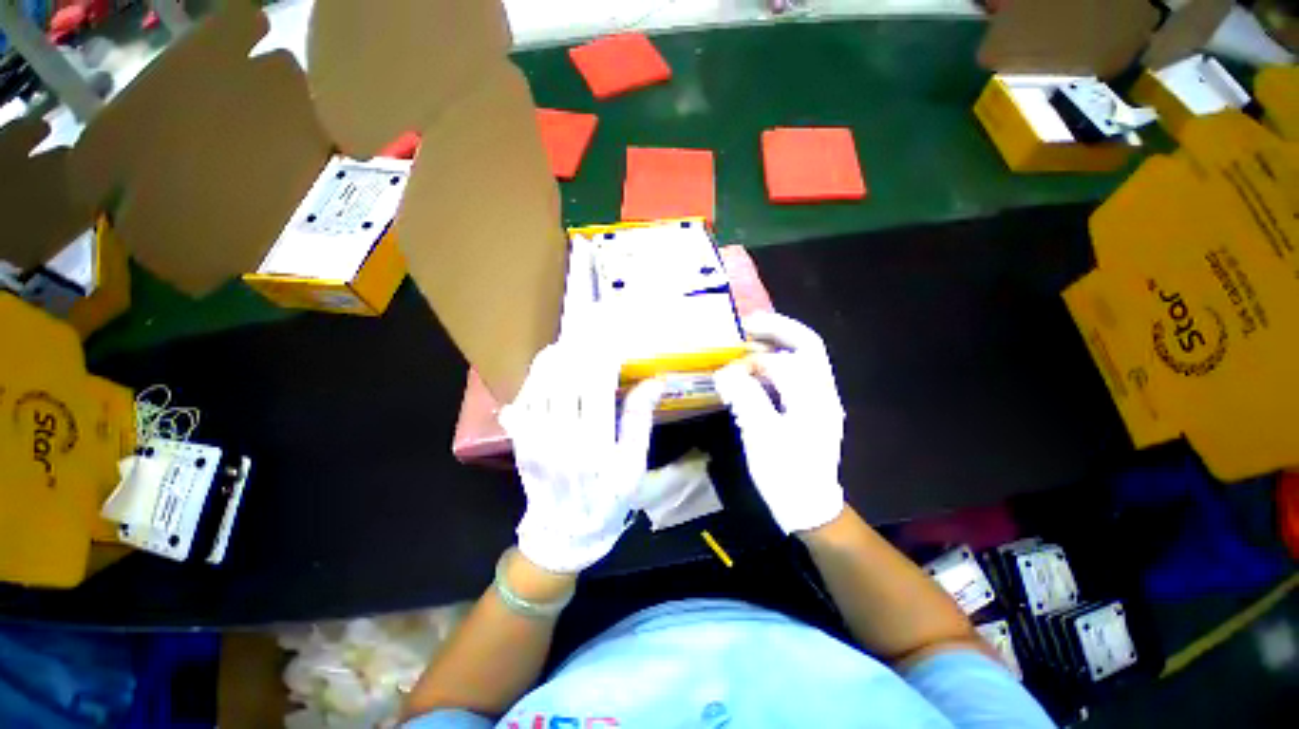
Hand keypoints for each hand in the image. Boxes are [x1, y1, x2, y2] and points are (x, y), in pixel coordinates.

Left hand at [500, 343, 663, 573]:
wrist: (565, 533)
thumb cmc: (609, 499)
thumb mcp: (634, 466)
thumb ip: (640, 422)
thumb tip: (654, 382)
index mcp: (596, 445)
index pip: (597, 386)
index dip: (603, 356)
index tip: (610, 336)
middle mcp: (562, 438)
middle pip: (566, 379)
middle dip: (577, 349)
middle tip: (586, 329)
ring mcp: (535, 439)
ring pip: (541, 385)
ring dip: (554, 359)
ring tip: (567, 342)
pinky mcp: (520, 443)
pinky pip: (523, 400)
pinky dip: (534, 378)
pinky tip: (546, 366)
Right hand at [713, 312, 844, 534]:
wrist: (809, 507)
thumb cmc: (786, 474)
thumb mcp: (761, 436)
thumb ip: (745, 397)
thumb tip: (726, 371)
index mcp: (814, 398)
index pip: (787, 360)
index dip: (755, 358)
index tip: (729, 358)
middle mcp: (822, 393)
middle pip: (807, 347)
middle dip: (778, 330)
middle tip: (749, 324)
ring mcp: (819, 401)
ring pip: (802, 360)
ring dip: (777, 346)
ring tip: (749, 343)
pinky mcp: (810, 410)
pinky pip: (794, 377)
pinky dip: (775, 366)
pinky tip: (756, 372)